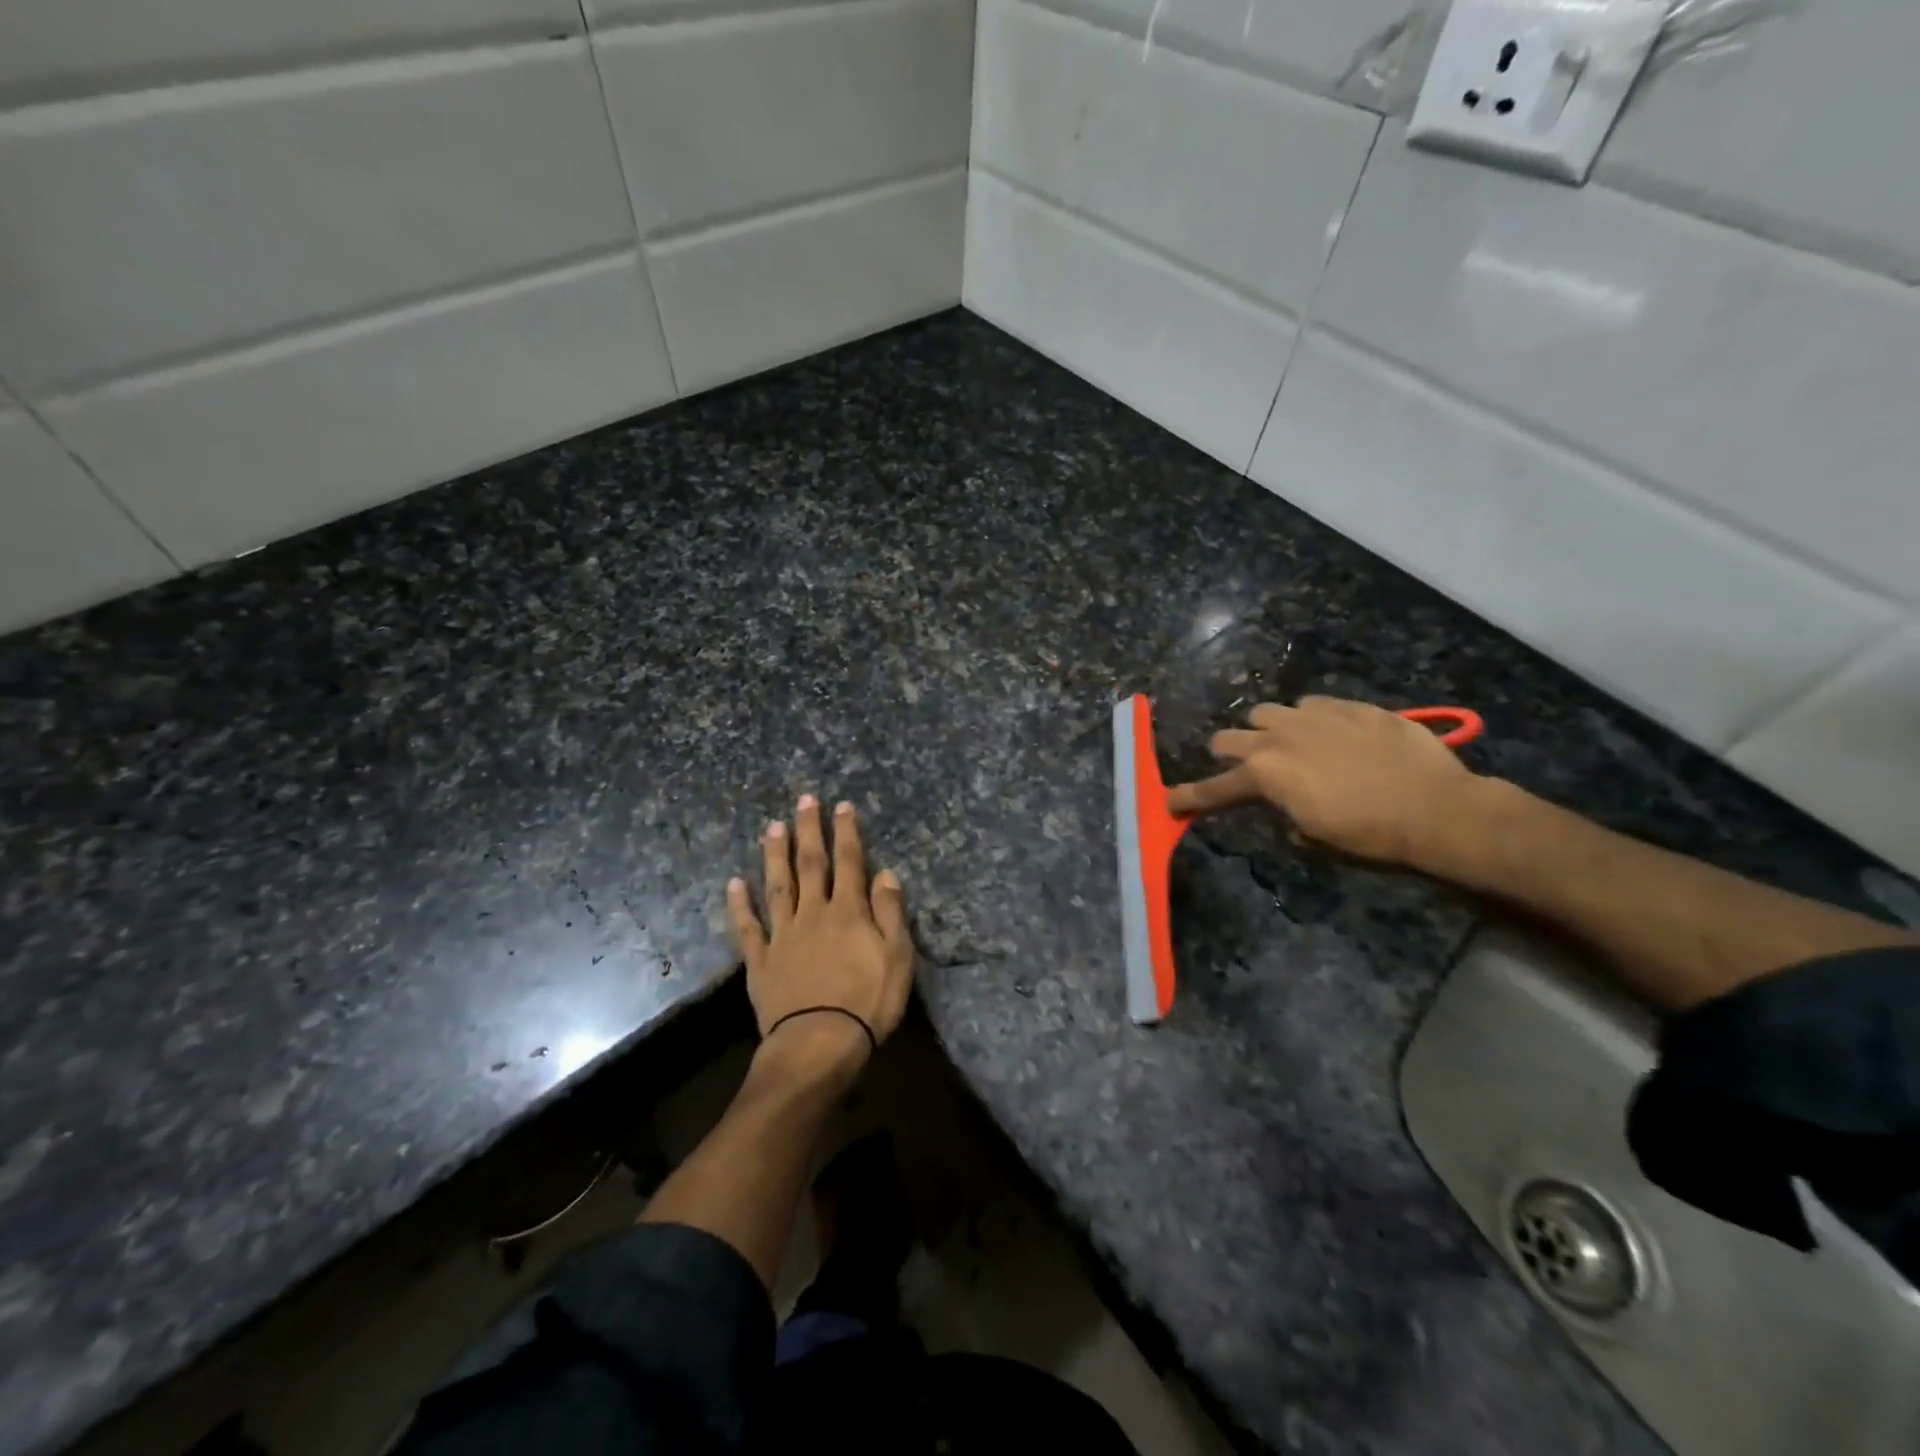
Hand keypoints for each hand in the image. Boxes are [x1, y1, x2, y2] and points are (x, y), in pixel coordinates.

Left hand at [727, 796, 913, 1070]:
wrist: (819, 1043)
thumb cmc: (868, 1002)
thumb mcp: (897, 957)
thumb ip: (890, 912)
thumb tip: (885, 872)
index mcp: (848, 911)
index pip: (849, 862)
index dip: (846, 832)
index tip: (841, 805)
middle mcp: (813, 913)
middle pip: (810, 865)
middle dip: (809, 830)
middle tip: (804, 799)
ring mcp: (783, 935)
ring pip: (777, 886)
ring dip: (775, 855)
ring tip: (772, 827)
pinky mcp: (760, 961)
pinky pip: (748, 927)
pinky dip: (739, 904)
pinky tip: (734, 883)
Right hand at [1165, 696, 1479, 866]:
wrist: (1435, 806)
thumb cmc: (1368, 832)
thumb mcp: (1313, 833)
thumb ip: (1281, 809)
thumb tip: (1278, 801)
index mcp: (1266, 774)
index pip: (1215, 787)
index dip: (1190, 797)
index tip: (1169, 801)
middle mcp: (1278, 736)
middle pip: (1229, 737)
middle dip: (1230, 752)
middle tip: (1245, 767)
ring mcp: (1312, 715)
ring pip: (1266, 712)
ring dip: (1267, 730)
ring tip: (1289, 744)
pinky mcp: (1347, 705)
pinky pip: (1311, 705)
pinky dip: (1310, 720)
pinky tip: (1332, 734)